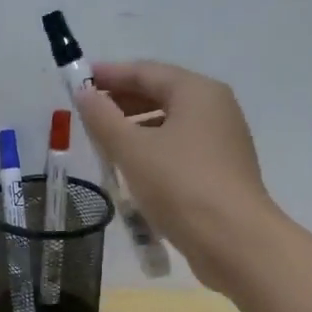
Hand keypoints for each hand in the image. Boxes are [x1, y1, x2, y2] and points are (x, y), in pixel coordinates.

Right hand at [72, 60, 280, 291]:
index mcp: (197, 92)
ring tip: (103, 141)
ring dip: (135, 127)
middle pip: (161, 93)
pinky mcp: (221, 170)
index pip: (146, 71)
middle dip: (122, 101)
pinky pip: (180, 147)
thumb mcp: (131, 149)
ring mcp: (222, 140)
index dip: (109, 74)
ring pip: (170, 122)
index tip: (78, 81)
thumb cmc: (180, 185)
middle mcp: (215, 108)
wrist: (233, 240)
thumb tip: (84, 94)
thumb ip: (103, 118)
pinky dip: (152, 148)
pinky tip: (131, 167)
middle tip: (87, 112)